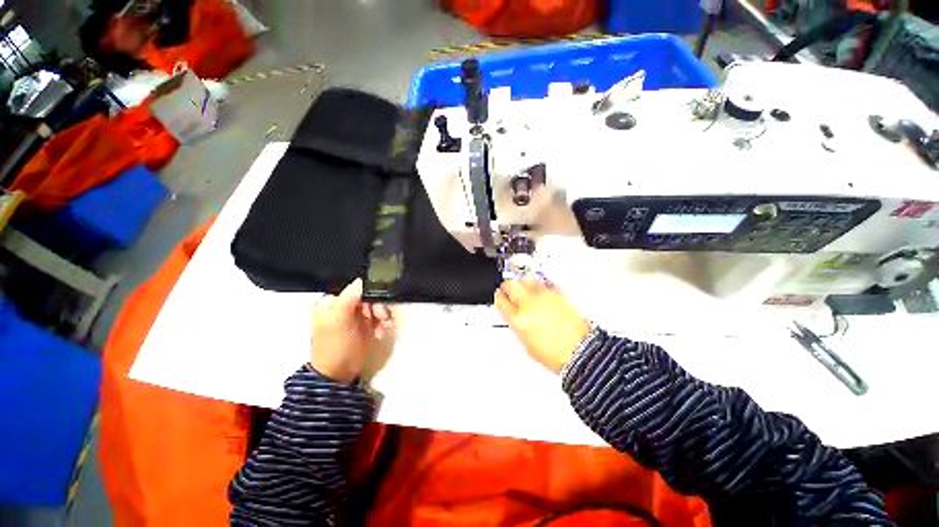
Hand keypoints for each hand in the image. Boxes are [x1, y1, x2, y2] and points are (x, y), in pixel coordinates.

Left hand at [310, 279, 393, 383]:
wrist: (338, 375)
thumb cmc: (334, 347)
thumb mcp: (338, 321)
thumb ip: (349, 298)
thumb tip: (362, 279)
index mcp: (331, 301)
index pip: (356, 287)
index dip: (370, 294)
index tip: (376, 305)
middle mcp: (344, 305)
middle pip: (369, 295)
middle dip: (378, 306)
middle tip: (381, 317)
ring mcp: (356, 315)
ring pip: (377, 305)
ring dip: (383, 316)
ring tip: (382, 328)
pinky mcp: (366, 324)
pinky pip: (380, 316)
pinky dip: (384, 323)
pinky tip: (381, 332)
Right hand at [494, 280, 591, 373]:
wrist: (580, 352)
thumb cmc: (556, 355)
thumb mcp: (527, 344)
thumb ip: (518, 326)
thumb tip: (516, 317)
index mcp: (518, 319)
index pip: (501, 301)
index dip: (499, 297)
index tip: (500, 296)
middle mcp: (529, 304)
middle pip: (511, 285)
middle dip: (507, 286)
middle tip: (508, 287)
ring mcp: (544, 296)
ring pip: (527, 280)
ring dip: (523, 283)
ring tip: (525, 288)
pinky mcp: (558, 293)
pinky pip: (544, 283)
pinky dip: (540, 285)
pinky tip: (541, 291)